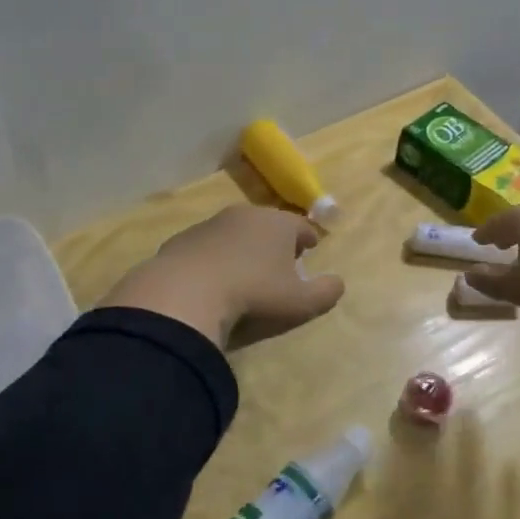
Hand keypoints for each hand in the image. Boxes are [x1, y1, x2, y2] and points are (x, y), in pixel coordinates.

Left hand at [99, 205, 344, 346]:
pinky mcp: (181, 241)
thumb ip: (326, 293)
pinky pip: (206, 248)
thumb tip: (338, 283)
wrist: (185, 294)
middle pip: (267, 224)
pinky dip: (213, 259)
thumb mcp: (300, 303)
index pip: (300, 225)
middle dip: (275, 240)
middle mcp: (244, 215)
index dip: (308, 237)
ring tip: (245, 272)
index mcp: (277, 224)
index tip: (311, 248)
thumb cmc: (253, 295)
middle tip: (280, 261)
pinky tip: (211, 281)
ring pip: (235, 233)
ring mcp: (209, 225)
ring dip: (242, 248)